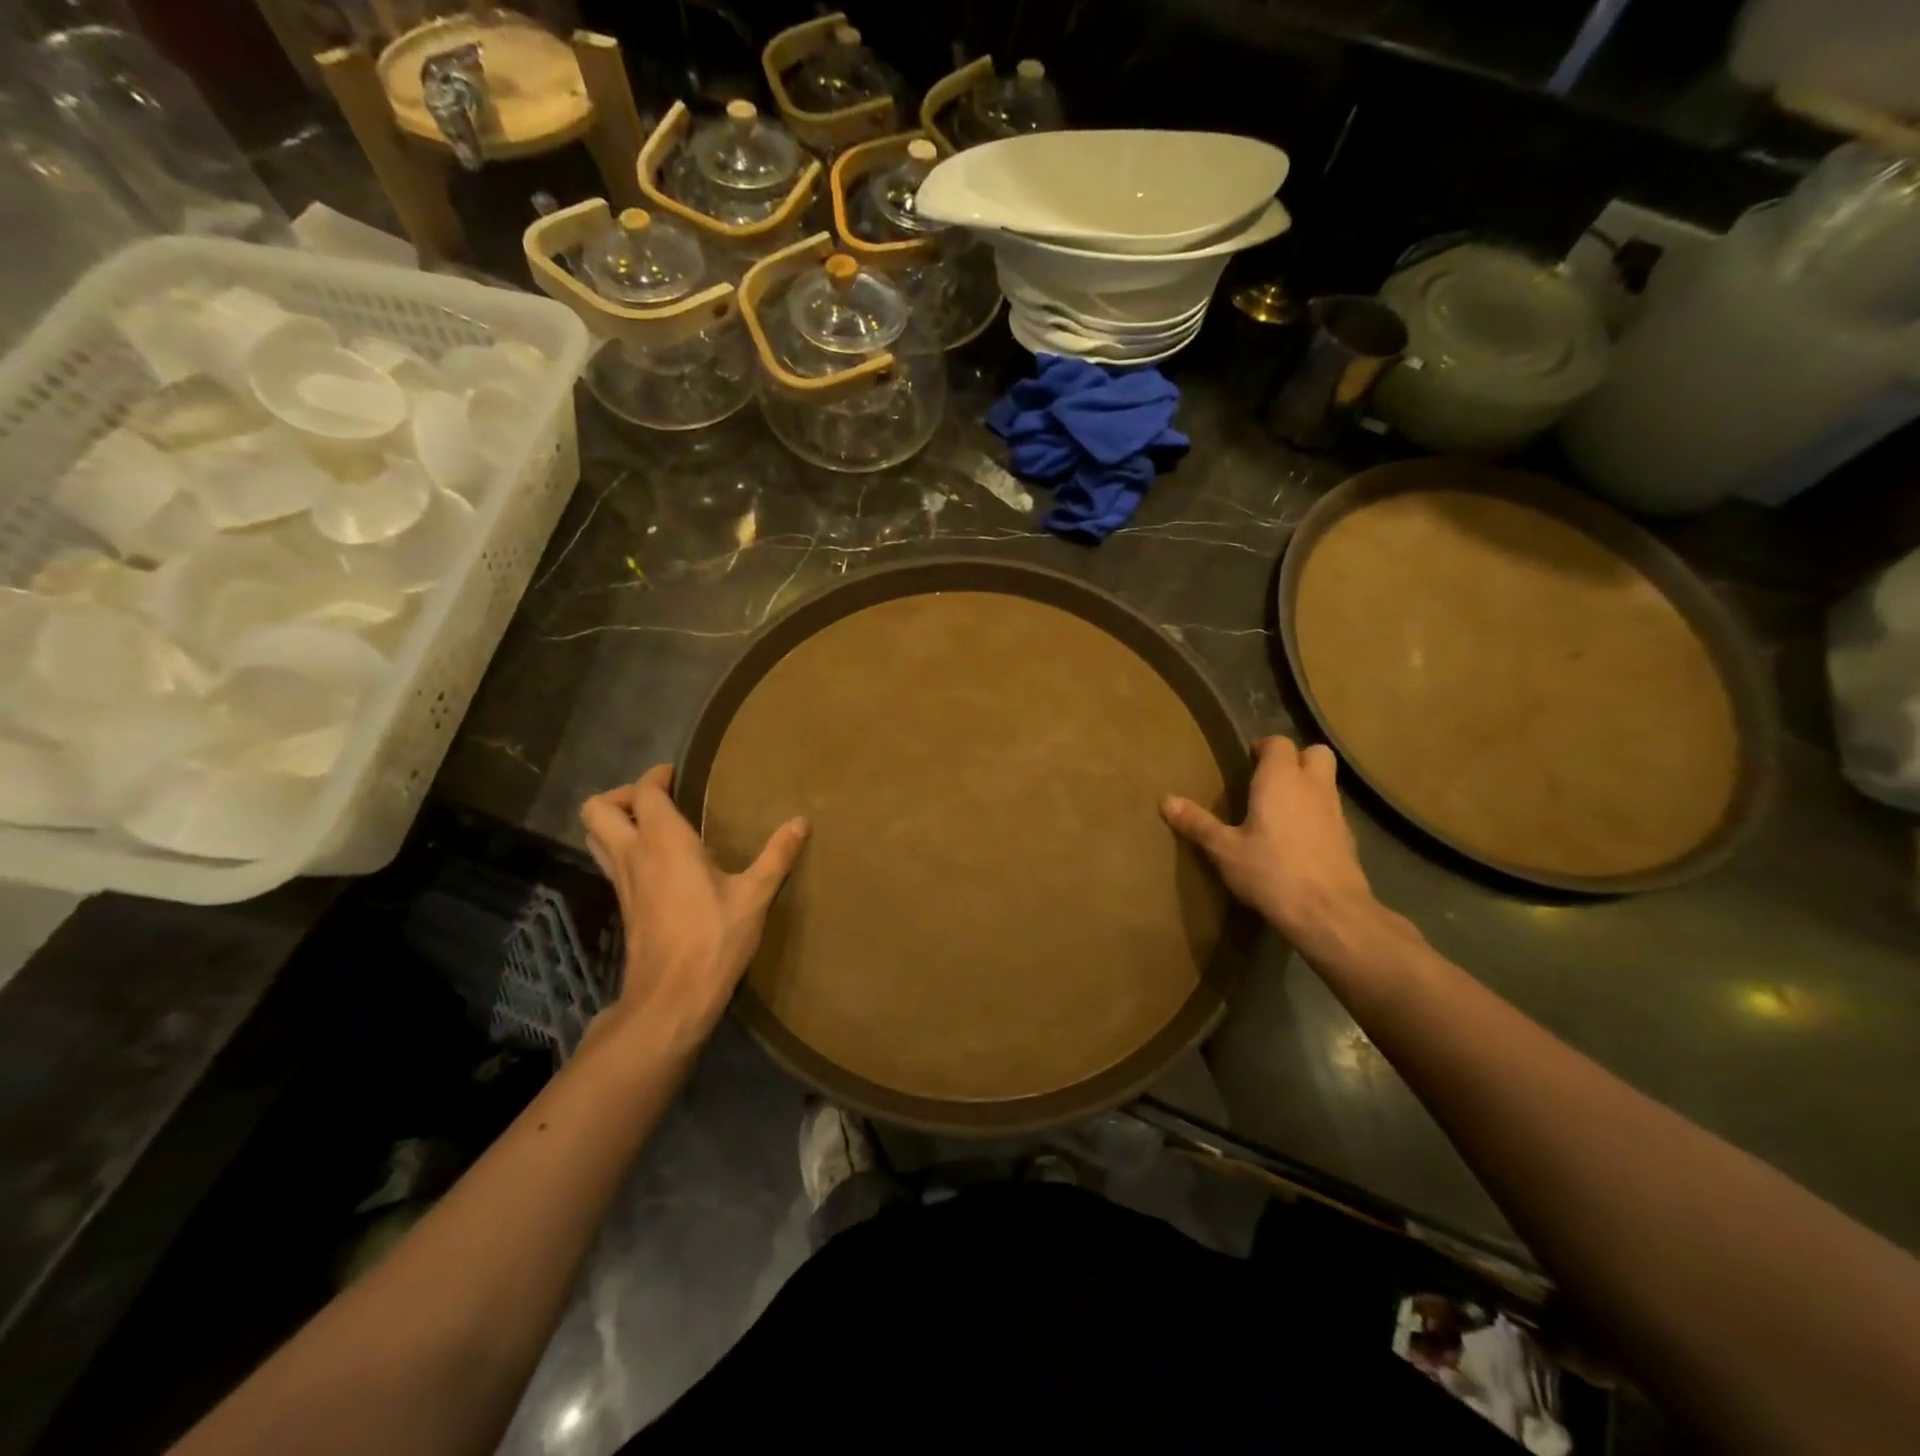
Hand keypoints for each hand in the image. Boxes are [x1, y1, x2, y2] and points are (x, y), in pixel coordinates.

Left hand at [580, 765, 808, 1050]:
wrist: (671, 997)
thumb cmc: (714, 939)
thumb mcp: (754, 896)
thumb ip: (777, 856)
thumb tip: (801, 822)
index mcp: (664, 842)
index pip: (643, 793)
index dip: (655, 776)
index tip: (677, 774)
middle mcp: (634, 855)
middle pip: (597, 809)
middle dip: (623, 795)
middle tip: (659, 800)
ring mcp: (622, 882)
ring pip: (595, 836)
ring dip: (616, 821)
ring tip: (654, 825)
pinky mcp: (623, 905)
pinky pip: (610, 861)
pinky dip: (623, 848)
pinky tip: (659, 863)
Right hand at [1161, 736, 1409, 957]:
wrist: (1329, 912)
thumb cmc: (1271, 871)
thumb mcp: (1224, 850)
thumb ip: (1198, 824)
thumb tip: (1166, 801)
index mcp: (1281, 780)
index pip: (1279, 743)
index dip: (1264, 747)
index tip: (1247, 761)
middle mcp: (1313, 787)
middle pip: (1315, 753)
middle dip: (1296, 759)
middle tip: (1270, 779)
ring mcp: (1336, 812)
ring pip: (1326, 782)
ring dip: (1308, 786)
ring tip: (1280, 810)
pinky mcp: (1348, 838)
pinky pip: (1332, 812)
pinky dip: (1317, 815)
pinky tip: (1298, 840)